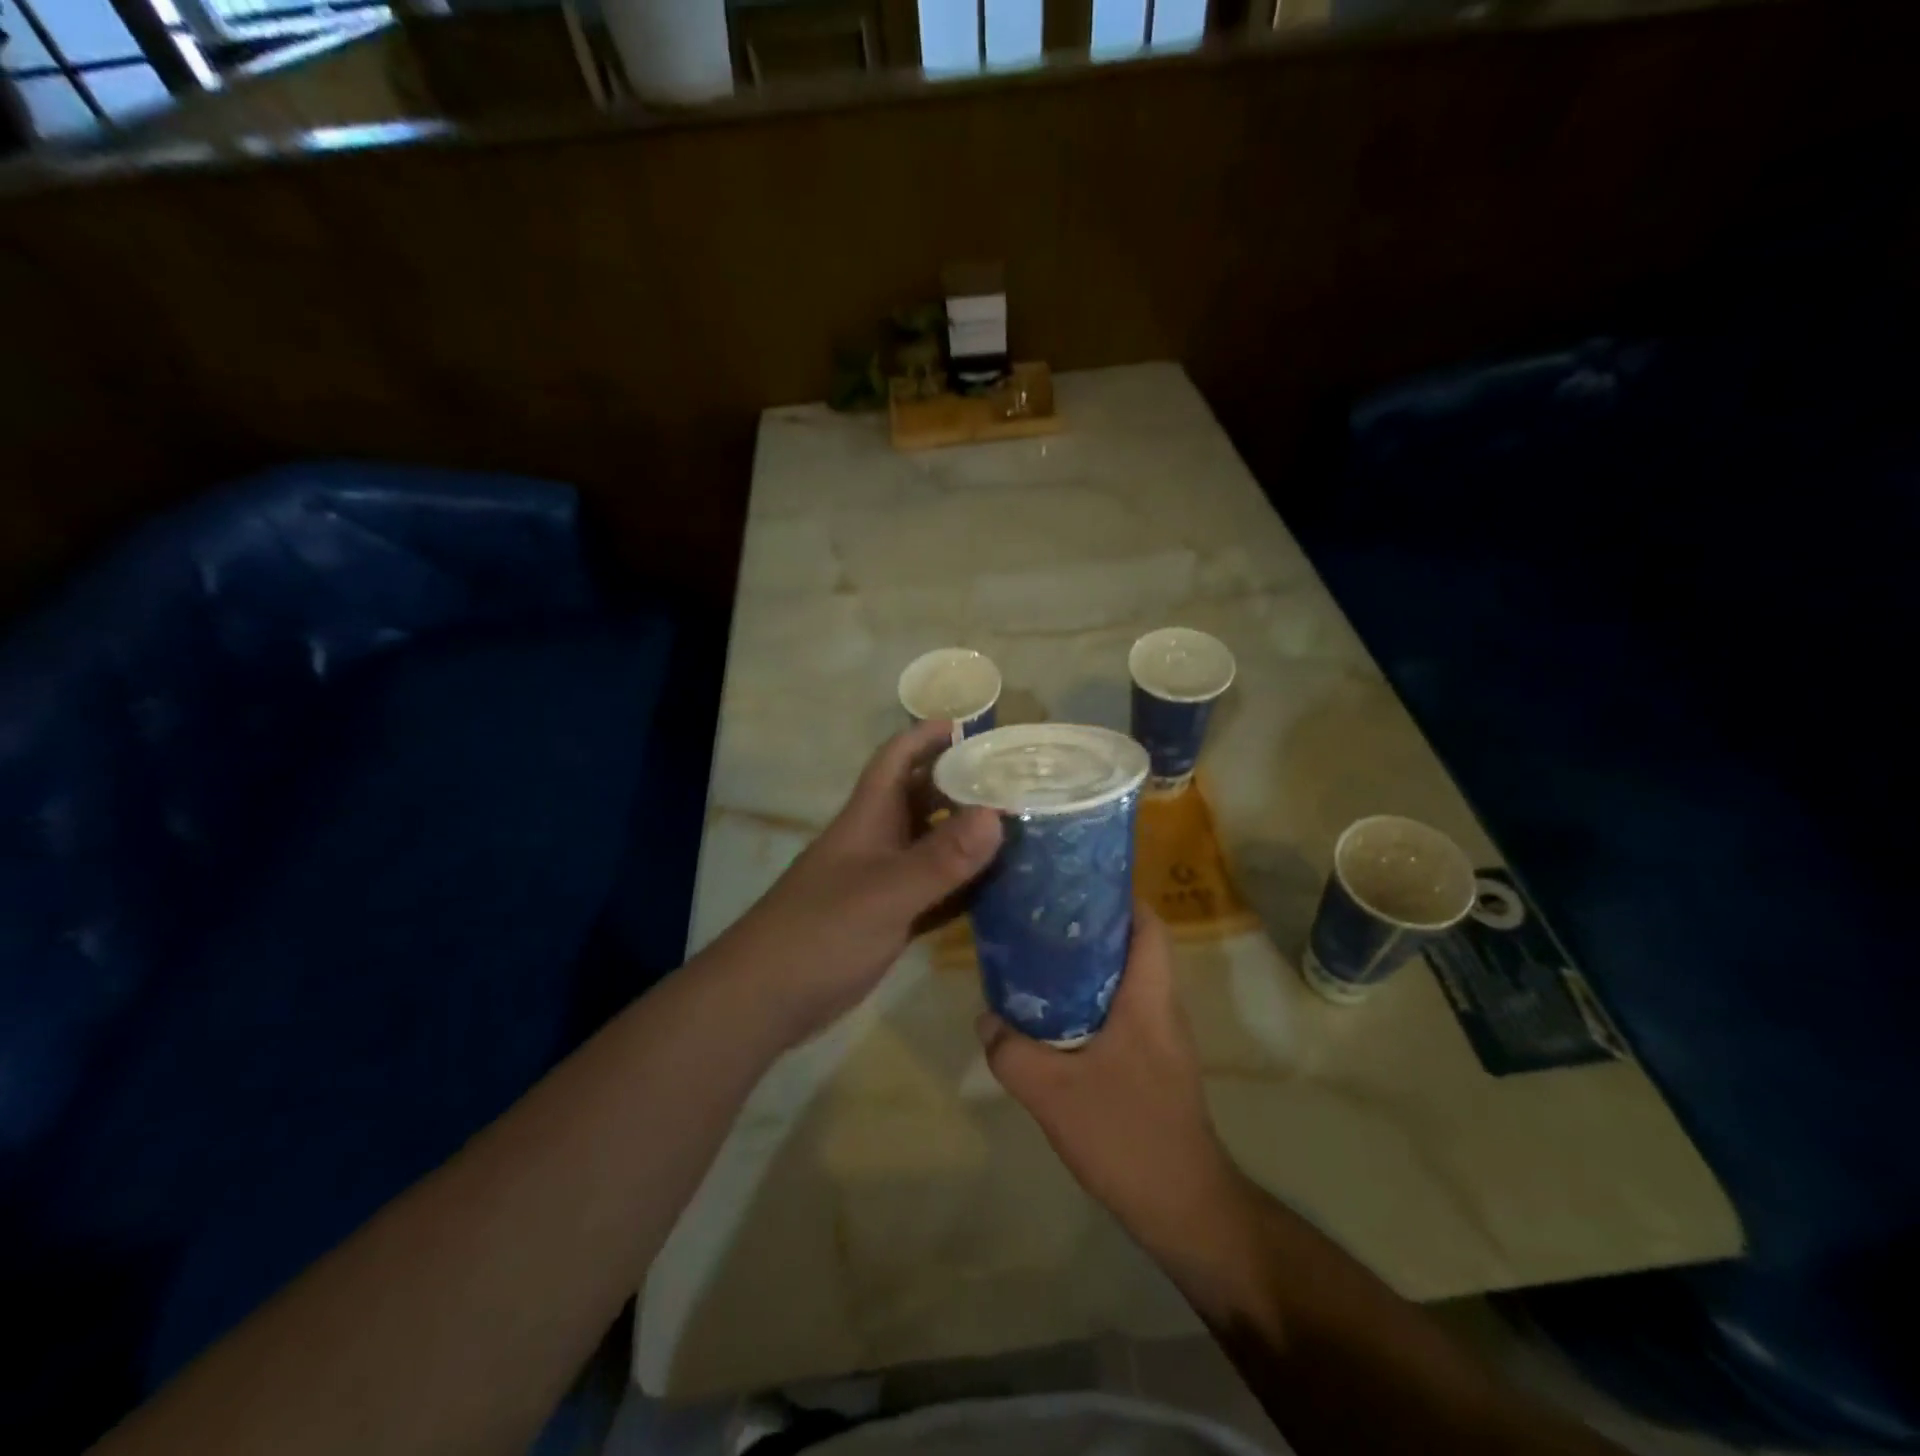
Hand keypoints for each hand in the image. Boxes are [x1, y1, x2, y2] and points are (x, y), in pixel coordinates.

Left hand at [716, 719, 1002, 1044]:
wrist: (767, 999)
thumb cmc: (820, 932)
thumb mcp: (885, 892)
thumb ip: (941, 858)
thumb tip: (997, 814)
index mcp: (868, 817)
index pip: (897, 759)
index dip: (927, 736)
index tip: (972, 727)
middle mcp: (878, 841)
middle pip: (923, 799)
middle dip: (963, 785)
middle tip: (1017, 784)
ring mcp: (883, 881)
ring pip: (932, 846)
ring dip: (969, 838)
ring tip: (1023, 830)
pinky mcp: (889, 918)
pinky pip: (935, 891)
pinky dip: (963, 887)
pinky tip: (1001, 889)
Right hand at [979, 904, 1252, 1260]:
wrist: (1183, 1208)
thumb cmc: (1127, 1134)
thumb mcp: (1053, 1092)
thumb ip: (1011, 1052)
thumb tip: (985, 1020)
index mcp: (1150, 998)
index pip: (1148, 924)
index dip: (1116, 896)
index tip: (1072, 885)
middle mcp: (1162, 1008)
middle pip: (1132, 947)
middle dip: (1089, 929)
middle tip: (1039, 921)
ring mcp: (1162, 1038)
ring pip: (1125, 982)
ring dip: (1087, 968)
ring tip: (1038, 961)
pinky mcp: (1154, 1065)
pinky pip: (1122, 1014)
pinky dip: (1091, 1004)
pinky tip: (1053, 1020)